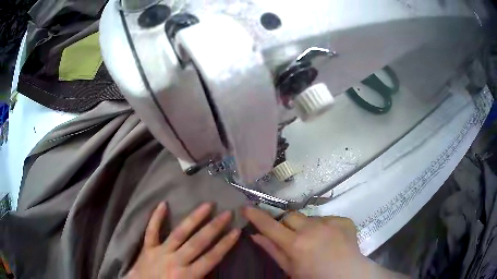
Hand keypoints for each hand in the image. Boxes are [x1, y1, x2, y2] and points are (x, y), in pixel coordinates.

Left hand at [126, 202, 239, 278]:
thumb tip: (214, 269)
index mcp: (188, 275)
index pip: (211, 258)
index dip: (225, 245)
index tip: (236, 231)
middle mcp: (176, 261)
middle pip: (198, 242)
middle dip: (214, 227)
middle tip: (227, 213)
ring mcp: (160, 252)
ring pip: (179, 233)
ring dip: (193, 219)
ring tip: (206, 205)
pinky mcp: (147, 248)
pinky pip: (151, 231)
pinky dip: (156, 218)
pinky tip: (163, 204)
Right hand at [243, 207, 406, 278]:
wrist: (348, 275)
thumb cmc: (315, 277)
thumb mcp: (291, 269)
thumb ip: (273, 251)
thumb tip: (255, 235)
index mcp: (296, 244)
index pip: (270, 225)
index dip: (257, 216)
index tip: (247, 208)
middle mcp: (312, 229)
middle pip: (290, 216)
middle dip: (286, 224)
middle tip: (292, 237)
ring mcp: (330, 223)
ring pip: (309, 218)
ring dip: (307, 227)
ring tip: (315, 241)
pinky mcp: (344, 220)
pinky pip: (328, 219)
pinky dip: (325, 227)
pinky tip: (331, 239)